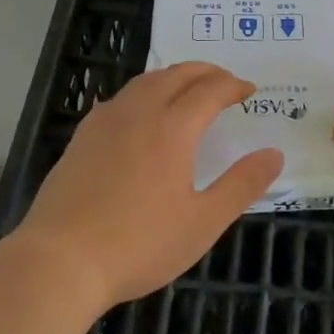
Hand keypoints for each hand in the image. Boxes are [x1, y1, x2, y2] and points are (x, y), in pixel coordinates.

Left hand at [16, 62, 282, 308]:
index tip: (250, 91)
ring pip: (145, 81)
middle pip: (177, 74)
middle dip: (206, 72)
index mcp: (173, 128)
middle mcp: (139, 112)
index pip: (210, 90)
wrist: (59, 261)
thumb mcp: (202, 222)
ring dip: (173, 77)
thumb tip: (274, 154)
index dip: (233, 86)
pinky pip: (120, 98)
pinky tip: (140, 113)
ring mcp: (106, 121)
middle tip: (224, 82)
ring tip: (188, 89)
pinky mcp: (82, 137)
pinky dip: (143, 92)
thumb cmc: (139, 244)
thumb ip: (241, 185)